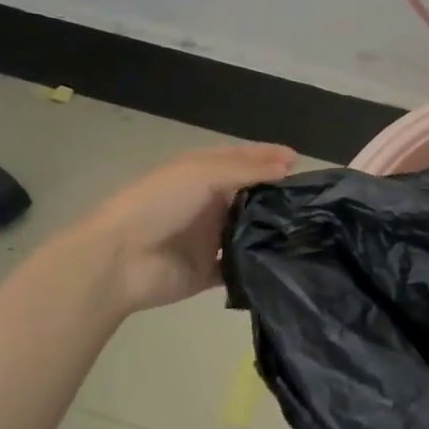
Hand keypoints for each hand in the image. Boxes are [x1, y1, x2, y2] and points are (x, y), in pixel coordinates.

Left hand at [59, 142, 295, 313]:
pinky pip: (238, 267)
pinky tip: (284, 262)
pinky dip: (256, 265)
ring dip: (270, 229)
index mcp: (202, 173)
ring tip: (308, 229)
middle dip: (277, 194)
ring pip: (247, 230)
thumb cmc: (159, 204)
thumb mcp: (203, 173)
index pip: (242, 159)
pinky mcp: (207, 272)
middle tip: (311, 199)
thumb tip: (288, 168)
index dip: (269, 157)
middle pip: (249, 194)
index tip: (300, 161)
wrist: (118, 261)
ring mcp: (207, 239)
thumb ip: (247, 170)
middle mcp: (207, 203)